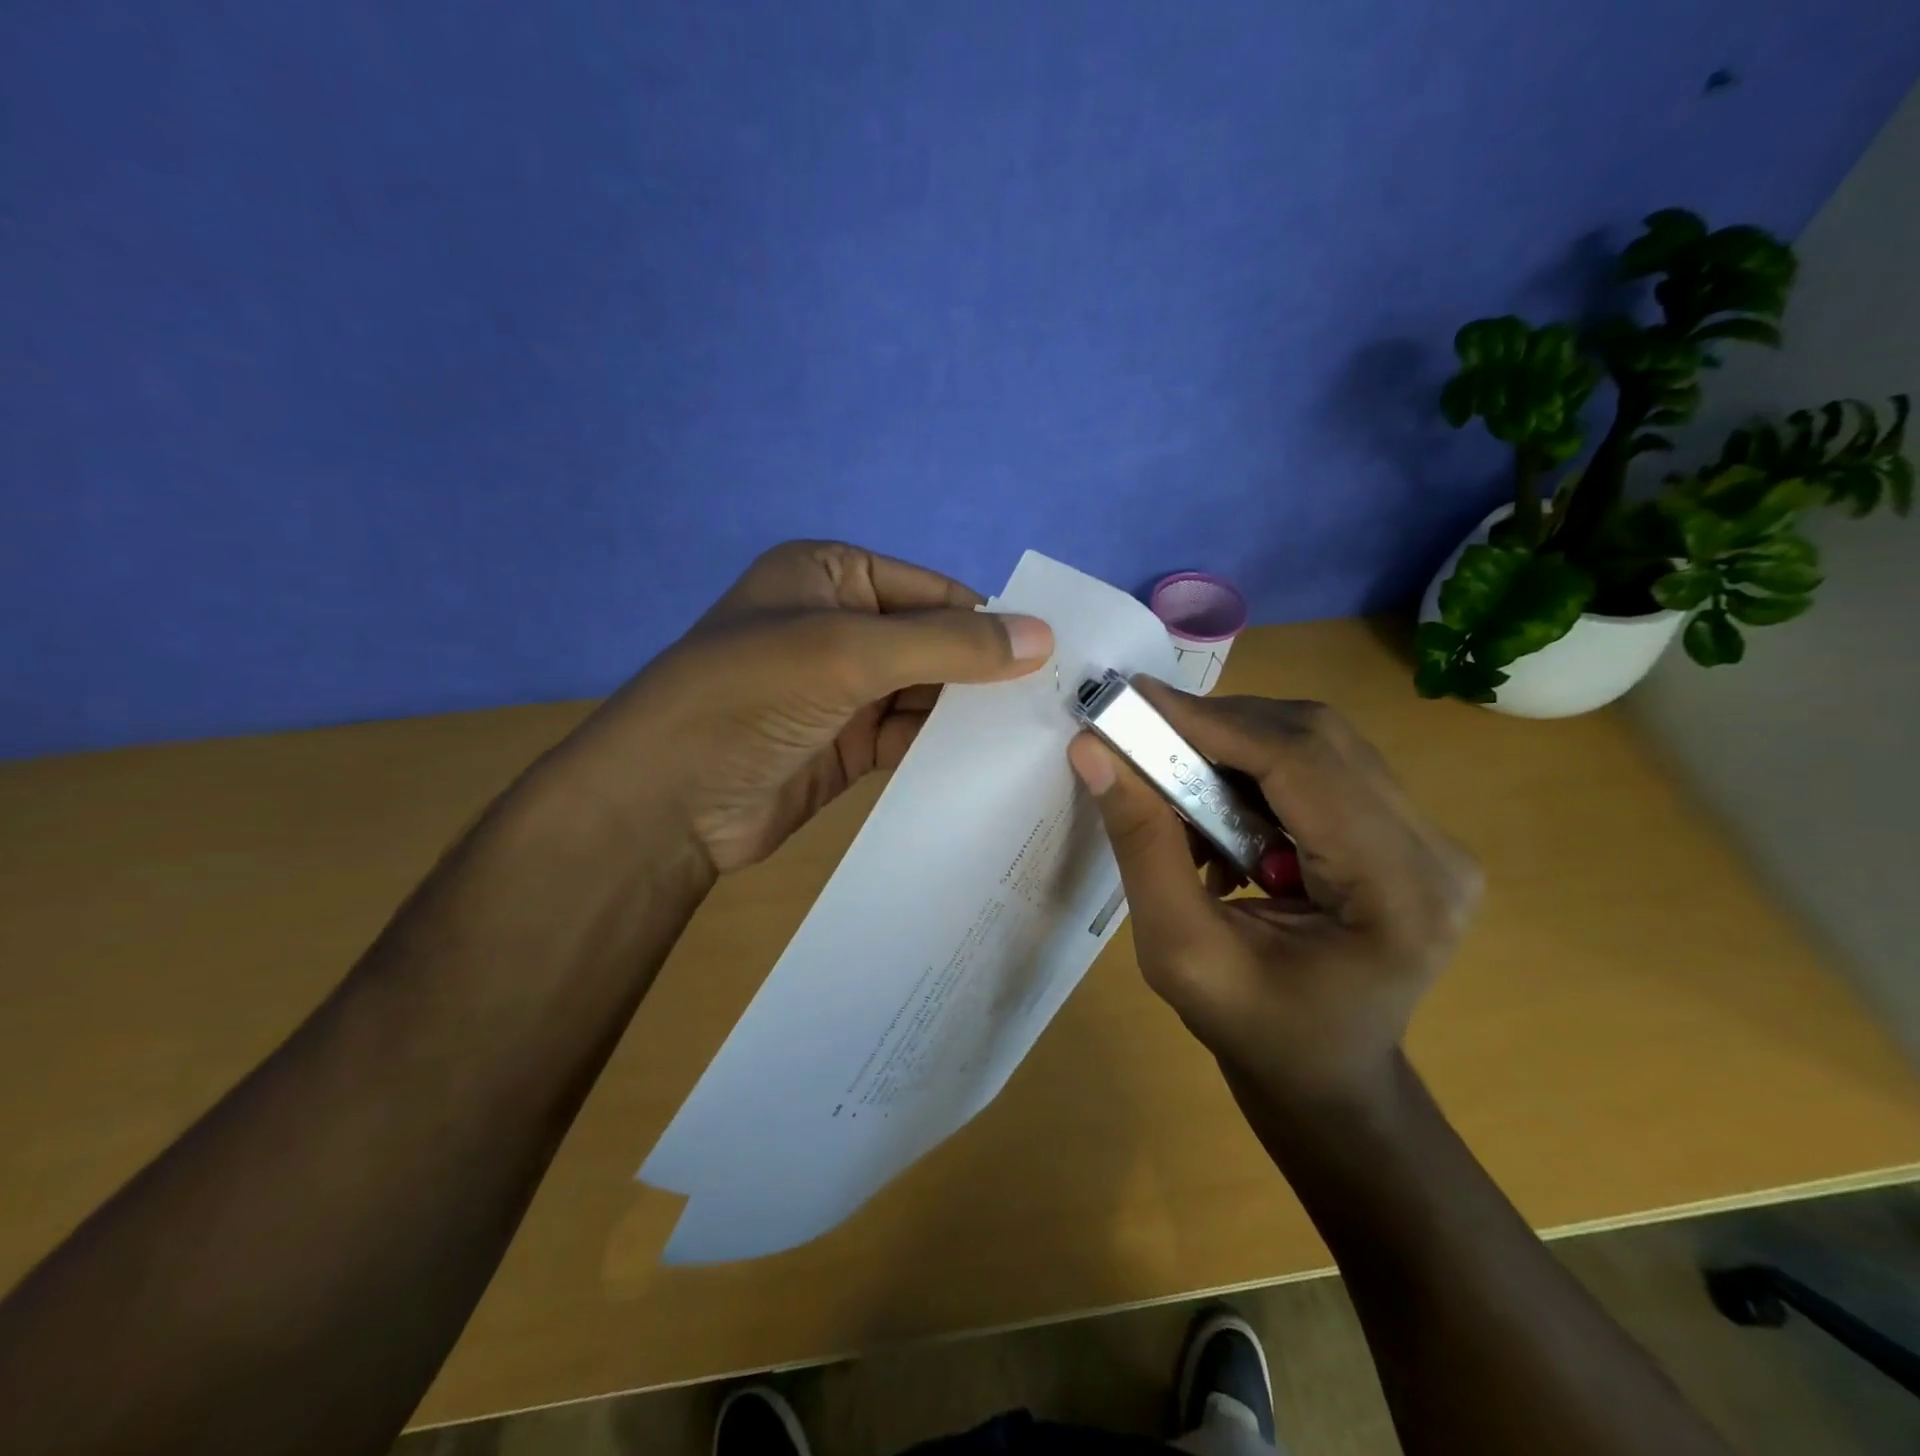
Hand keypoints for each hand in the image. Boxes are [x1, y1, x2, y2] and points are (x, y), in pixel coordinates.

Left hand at [556, 541, 1052, 873]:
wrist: (666, 802)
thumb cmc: (750, 697)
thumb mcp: (849, 652)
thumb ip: (948, 643)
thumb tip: (1043, 636)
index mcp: (832, 575)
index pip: (933, 592)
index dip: (992, 623)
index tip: (1057, 661)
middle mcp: (840, 626)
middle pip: (934, 643)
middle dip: (986, 672)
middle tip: (1059, 704)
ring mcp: (843, 690)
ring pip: (926, 694)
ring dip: (970, 714)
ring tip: (1040, 736)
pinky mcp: (846, 746)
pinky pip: (909, 738)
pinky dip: (944, 748)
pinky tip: (990, 763)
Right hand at [1067, 679, 1478, 1103]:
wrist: (1326, 1077)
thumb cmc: (1255, 1032)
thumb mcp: (1180, 952)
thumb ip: (1142, 847)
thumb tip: (1094, 752)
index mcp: (1398, 893)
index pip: (1304, 765)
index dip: (1215, 723)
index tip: (1136, 700)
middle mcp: (1433, 852)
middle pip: (1318, 739)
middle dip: (1220, 725)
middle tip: (1144, 732)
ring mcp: (1429, 839)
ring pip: (1320, 742)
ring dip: (1236, 743)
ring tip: (1176, 775)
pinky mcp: (1407, 834)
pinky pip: (1324, 766)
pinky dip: (1257, 767)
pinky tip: (1218, 805)